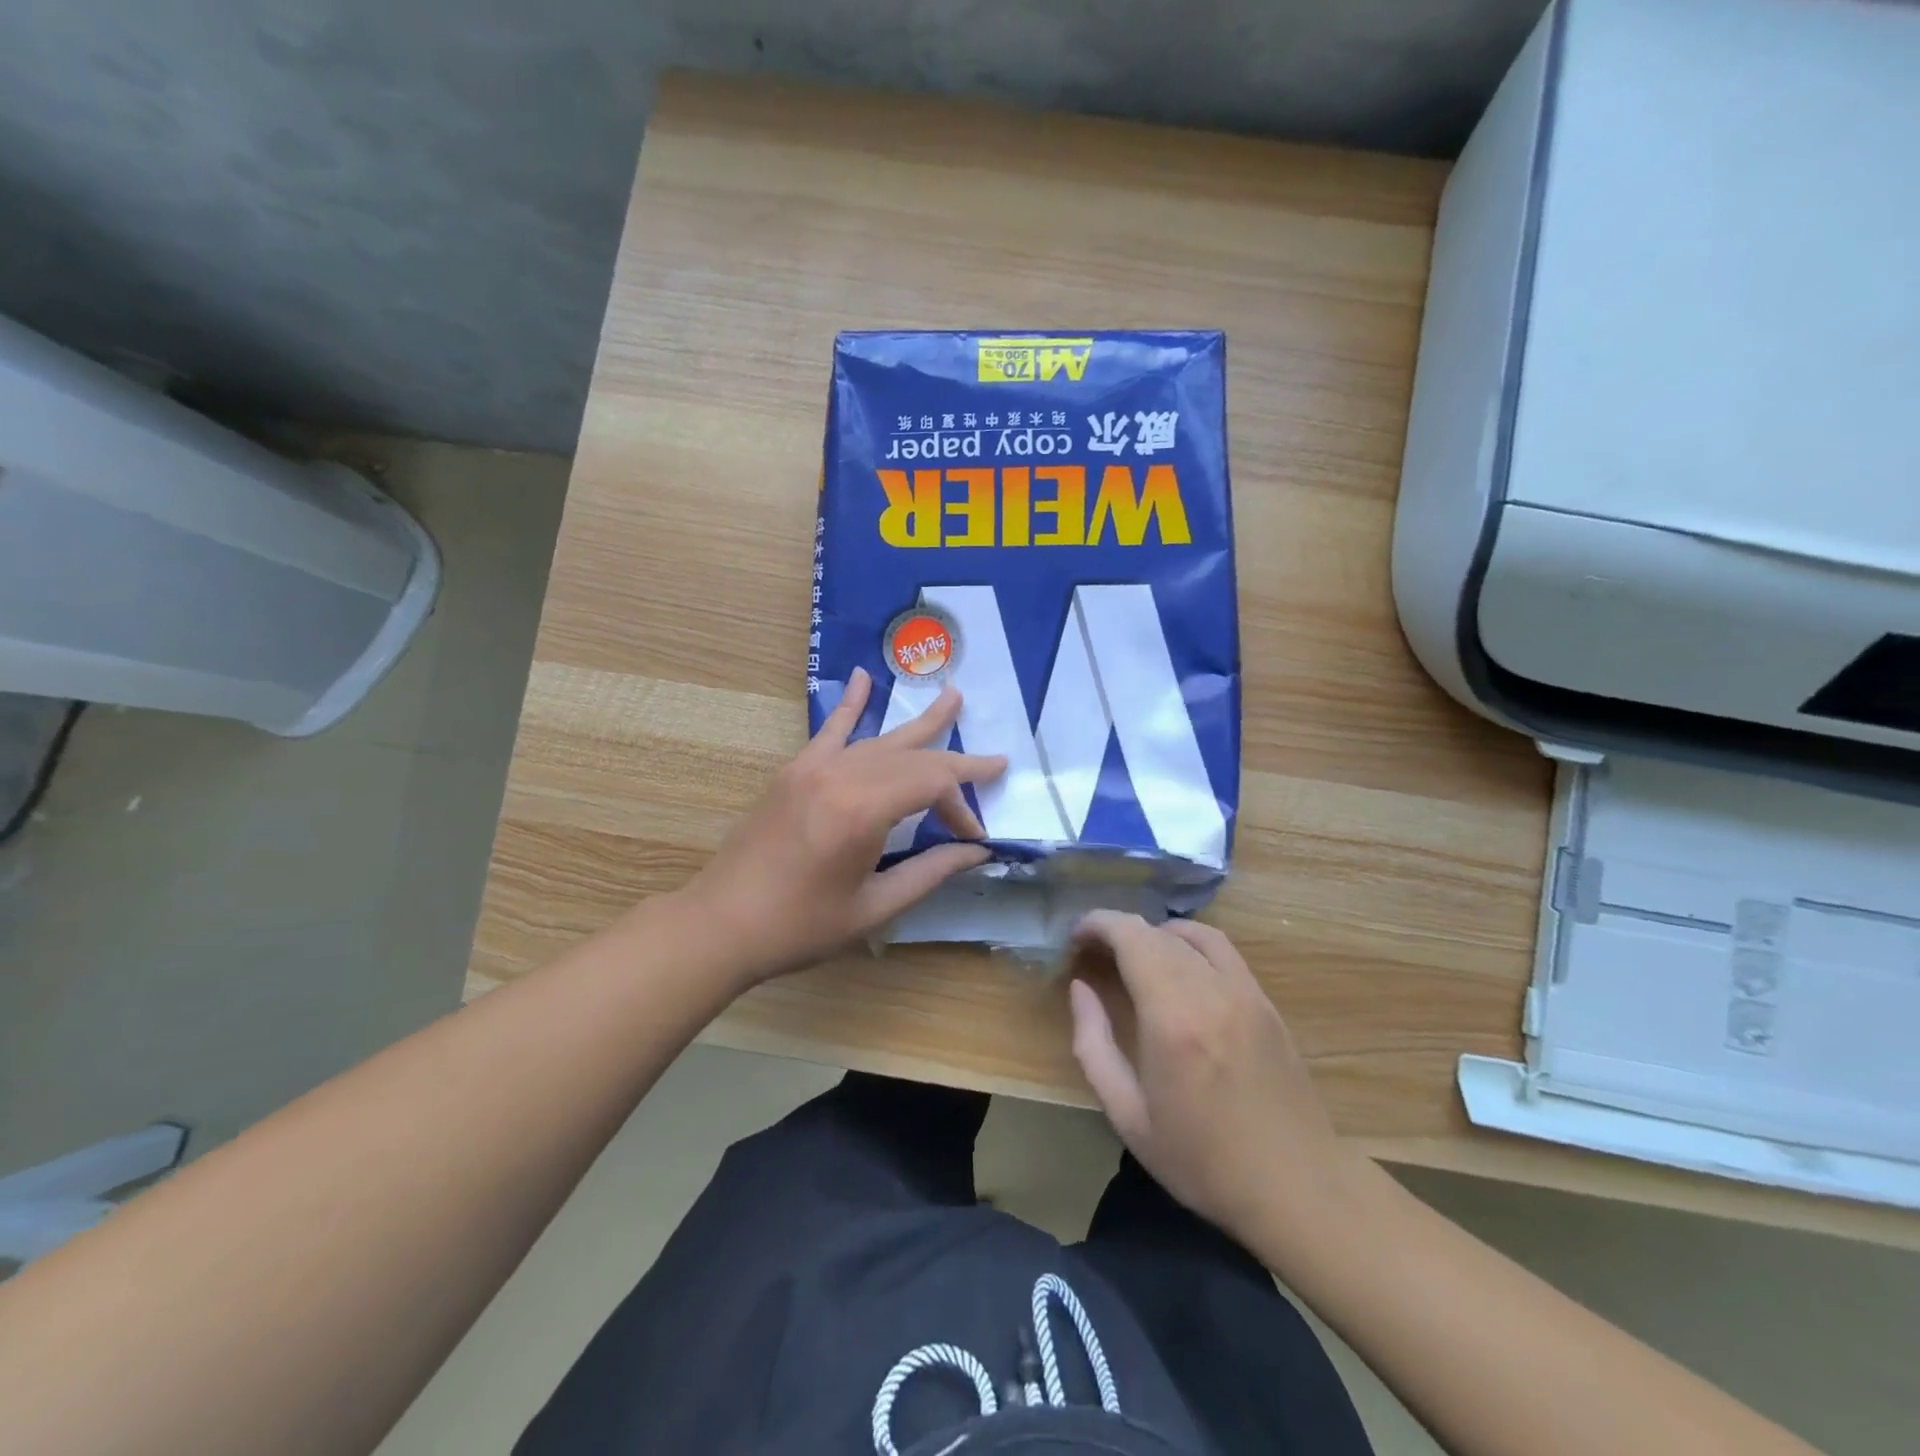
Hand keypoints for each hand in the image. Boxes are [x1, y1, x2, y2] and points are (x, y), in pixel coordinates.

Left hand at [686, 667, 1005, 983]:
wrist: (720, 924)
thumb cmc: (800, 926)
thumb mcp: (873, 908)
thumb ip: (930, 872)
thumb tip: (976, 851)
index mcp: (862, 810)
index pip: (932, 785)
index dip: (961, 807)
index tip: (972, 839)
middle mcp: (840, 775)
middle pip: (913, 757)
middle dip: (957, 763)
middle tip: (996, 761)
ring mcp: (814, 768)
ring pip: (880, 740)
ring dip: (920, 725)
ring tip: (953, 697)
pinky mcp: (794, 771)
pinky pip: (831, 730)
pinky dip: (851, 704)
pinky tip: (863, 677)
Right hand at [1067, 912, 1358, 1252]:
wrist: (1299, 1190)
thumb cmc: (1203, 1161)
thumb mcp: (1128, 1117)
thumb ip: (1094, 1045)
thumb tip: (1080, 988)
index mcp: (1173, 1018)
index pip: (1131, 938)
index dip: (1099, 924)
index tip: (1075, 936)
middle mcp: (1211, 991)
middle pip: (1158, 932)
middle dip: (1119, 930)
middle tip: (1093, 949)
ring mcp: (1245, 993)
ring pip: (1194, 934)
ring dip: (1156, 932)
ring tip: (1133, 954)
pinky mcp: (1266, 1003)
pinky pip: (1224, 951)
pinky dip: (1191, 943)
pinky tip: (1179, 967)